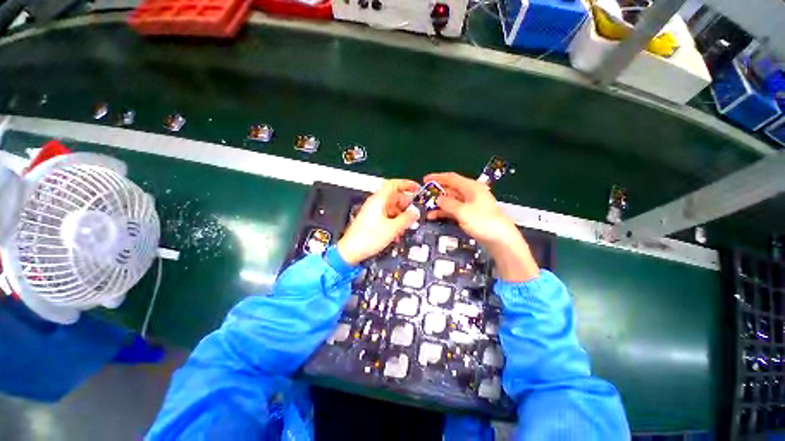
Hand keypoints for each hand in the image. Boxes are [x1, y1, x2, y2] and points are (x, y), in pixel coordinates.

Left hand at [337, 179, 420, 264]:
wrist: (351, 251)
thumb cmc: (367, 238)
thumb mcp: (392, 228)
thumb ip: (406, 219)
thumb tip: (415, 212)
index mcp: (378, 200)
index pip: (394, 184)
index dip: (407, 185)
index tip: (416, 189)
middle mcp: (375, 203)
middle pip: (394, 197)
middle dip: (406, 204)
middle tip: (414, 212)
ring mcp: (373, 211)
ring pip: (391, 208)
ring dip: (401, 215)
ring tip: (407, 224)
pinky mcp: (372, 220)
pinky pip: (387, 216)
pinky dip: (394, 221)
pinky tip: (398, 231)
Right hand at [423, 172, 538, 281]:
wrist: (500, 239)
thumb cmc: (483, 221)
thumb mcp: (463, 211)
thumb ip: (448, 204)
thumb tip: (438, 199)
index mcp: (471, 187)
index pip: (451, 178)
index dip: (437, 178)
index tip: (425, 179)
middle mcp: (470, 193)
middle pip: (450, 189)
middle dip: (437, 192)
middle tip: (423, 196)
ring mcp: (469, 204)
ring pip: (450, 201)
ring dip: (439, 204)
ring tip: (426, 209)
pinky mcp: (469, 214)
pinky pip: (453, 210)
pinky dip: (444, 212)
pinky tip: (434, 216)